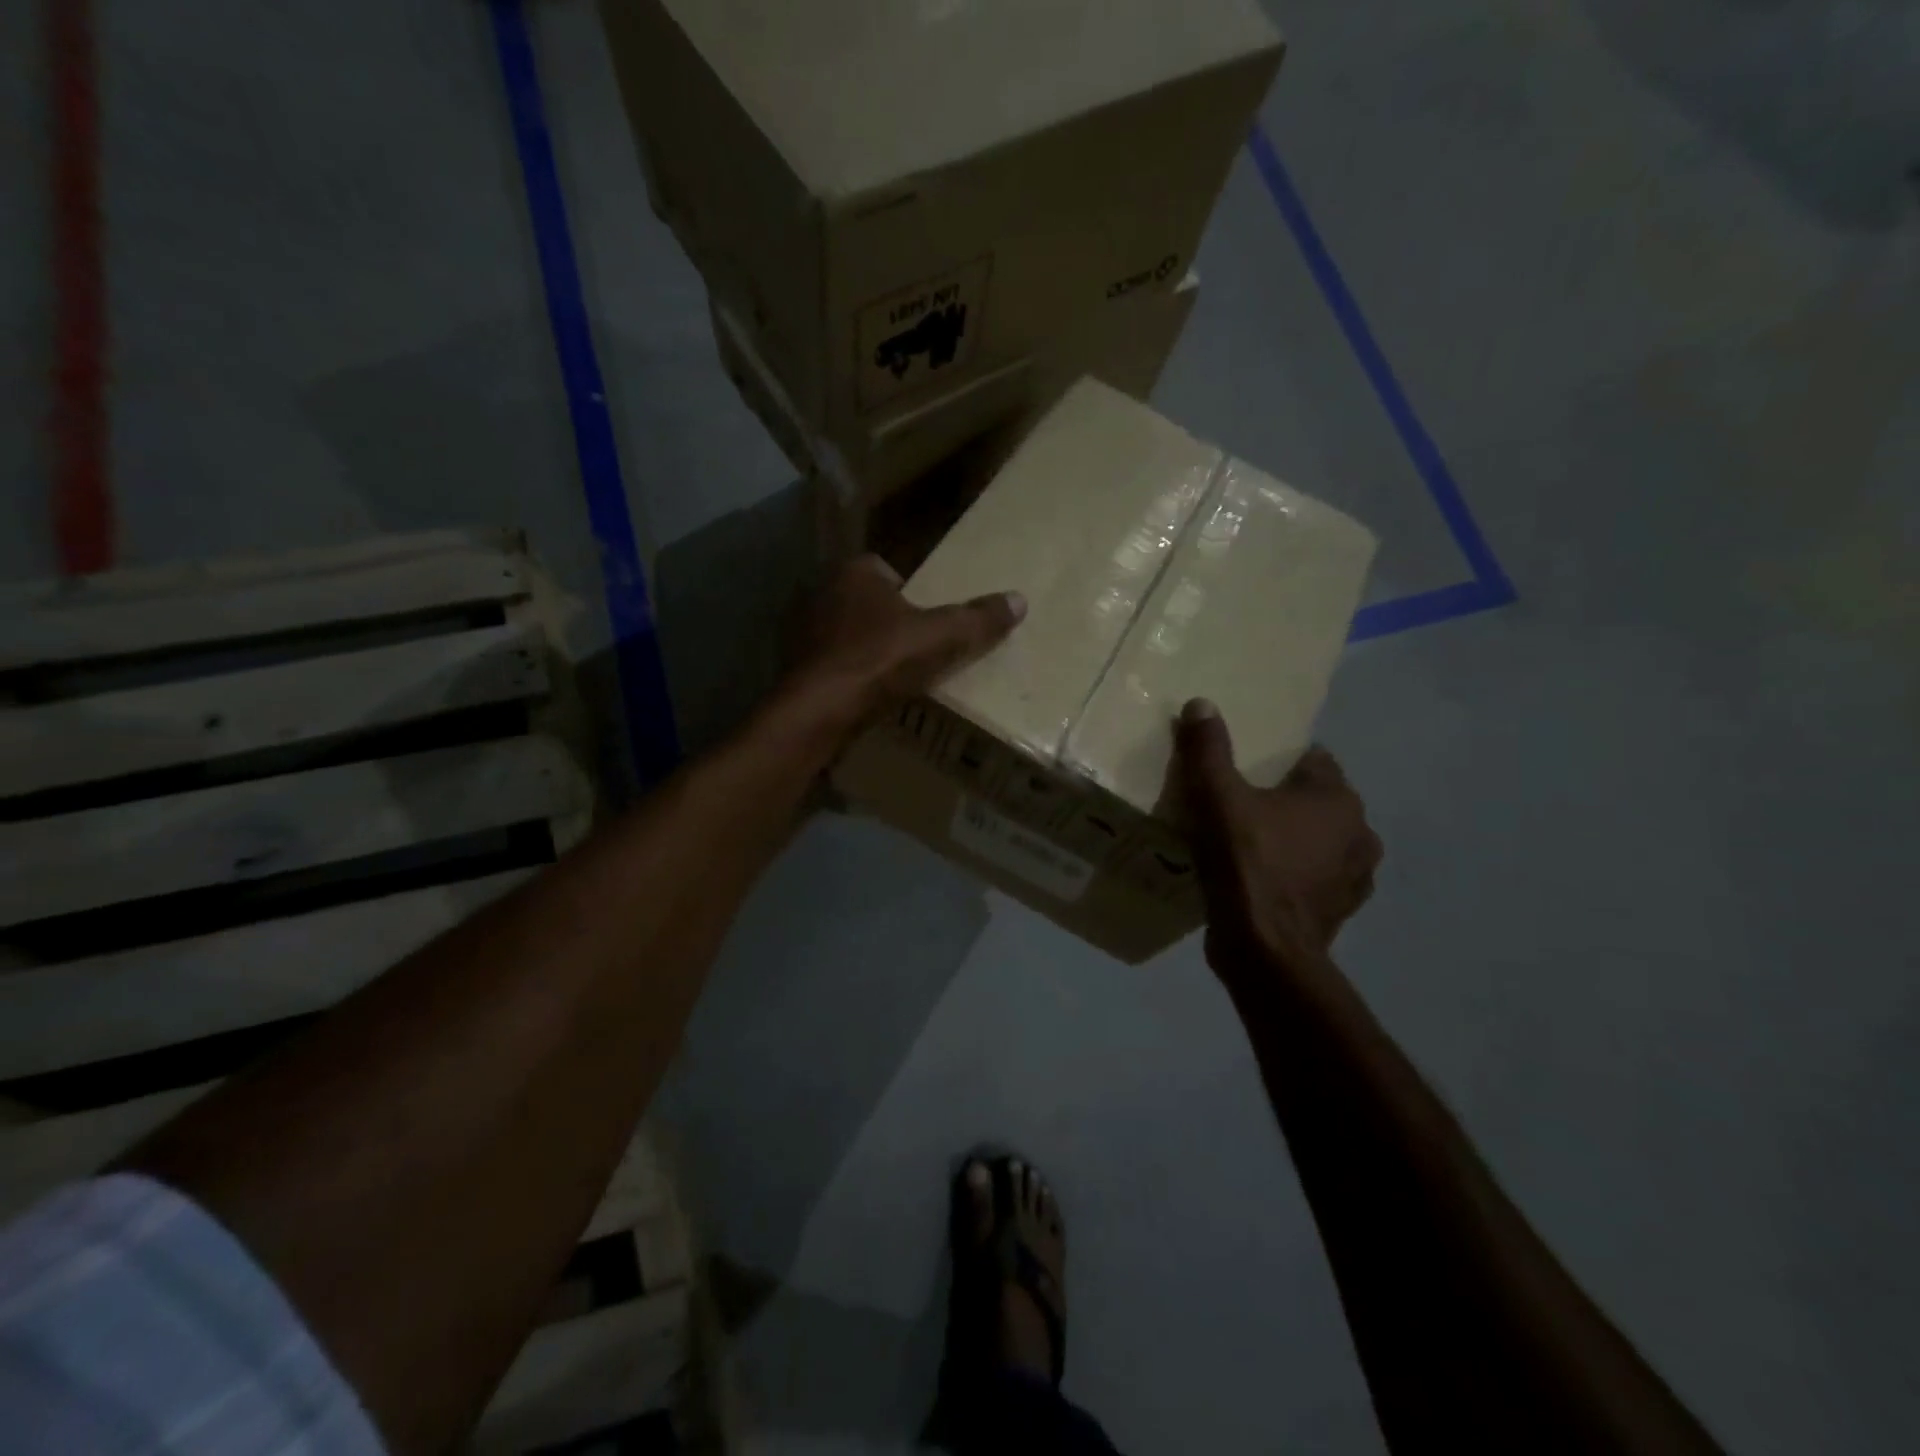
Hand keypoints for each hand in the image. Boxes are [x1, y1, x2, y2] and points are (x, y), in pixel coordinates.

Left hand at [784, 555, 1024, 738]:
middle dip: (887, 621)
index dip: (910, 593)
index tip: (927, 621)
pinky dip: (845, 673)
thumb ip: (977, 620)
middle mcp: (821, 592)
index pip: (887, 570)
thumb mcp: (940, 638)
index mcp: (854, 572)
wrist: (819, 710)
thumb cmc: (880, 660)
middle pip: (866, 602)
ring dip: (865, 649)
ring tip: (892, 675)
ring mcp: (802, 630)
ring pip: (845, 633)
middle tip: (914, 649)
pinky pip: (829, 662)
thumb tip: (1020, 600)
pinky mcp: (793, 665)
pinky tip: (863, 694)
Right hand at [1175, 699, 1382, 977]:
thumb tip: (1201, 703)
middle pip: (1317, 801)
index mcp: (1337, 797)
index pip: (1312, 760)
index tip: (1245, 773)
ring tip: (1250, 846)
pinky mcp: (1342, 910)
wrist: (1265, 949)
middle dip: (1285, 802)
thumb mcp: (1217, 798)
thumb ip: (1209, 750)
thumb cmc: (1246, 862)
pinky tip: (1262, 882)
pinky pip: (1317, 877)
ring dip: (1295, 840)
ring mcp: (1356, 875)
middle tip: (1240, 807)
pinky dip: (1296, 875)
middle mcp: (1359, 831)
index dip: (1277, 762)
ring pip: (1320, 841)